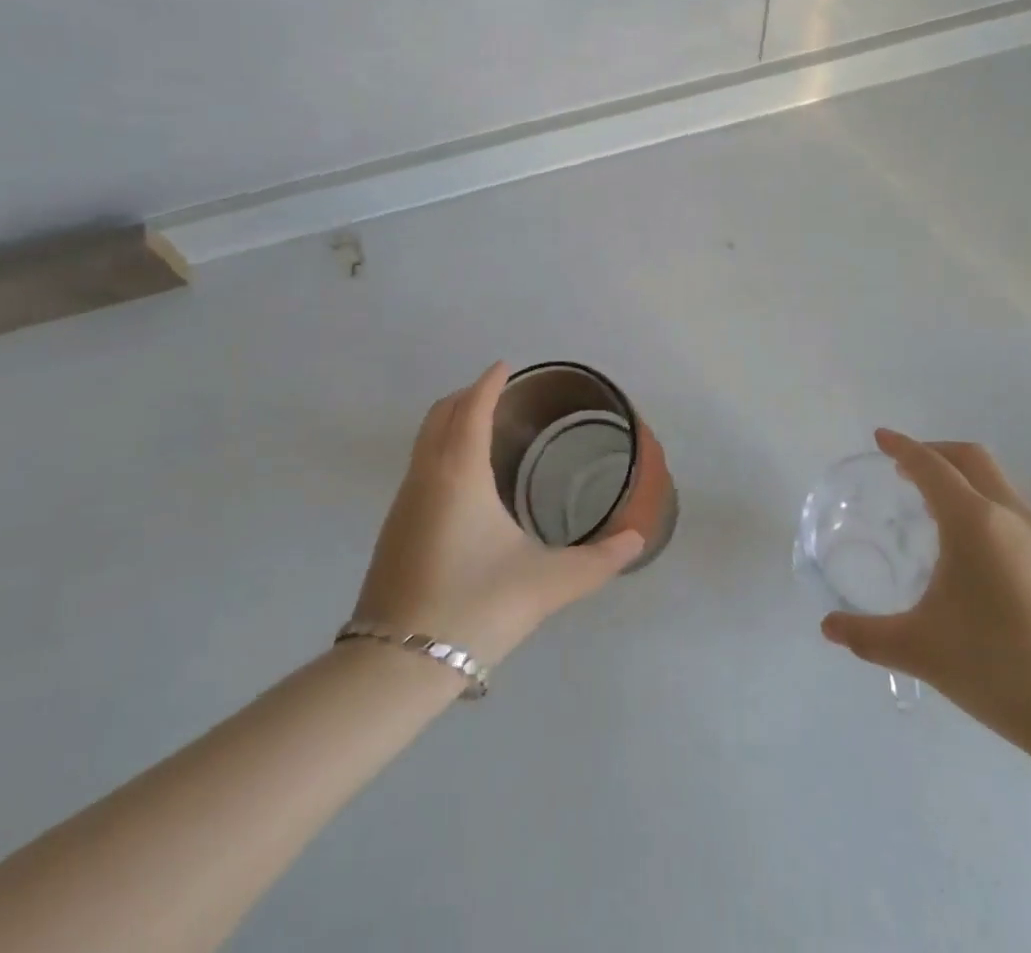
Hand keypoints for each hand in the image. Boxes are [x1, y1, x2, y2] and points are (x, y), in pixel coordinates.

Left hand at [353, 363, 642, 666]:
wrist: (397, 665)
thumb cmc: (476, 606)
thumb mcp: (547, 583)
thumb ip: (598, 561)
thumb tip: (637, 540)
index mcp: (459, 472)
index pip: (472, 406)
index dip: (489, 382)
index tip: (507, 366)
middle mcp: (425, 475)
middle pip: (440, 414)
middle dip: (468, 395)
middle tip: (501, 395)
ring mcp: (403, 502)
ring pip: (425, 441)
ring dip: (451, 422)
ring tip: (486, 432)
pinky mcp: (393, 529)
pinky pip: (419, 467)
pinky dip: (441, 451)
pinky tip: (464, 484)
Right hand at [821, 430, 1030, 759]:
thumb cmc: (1000, 669)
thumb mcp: (921, 650)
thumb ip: (868, 636)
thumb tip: (828, 629)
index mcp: (973, 523)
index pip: (931, 466)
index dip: (902, 447)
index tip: (881, 438)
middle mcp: (1011, 517)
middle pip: (972, 458)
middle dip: (936, 452)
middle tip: (905, 468)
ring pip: (1001, 483)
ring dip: (966, 478)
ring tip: (938, 507)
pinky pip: (1018, 512)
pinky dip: (989, 505)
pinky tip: (978, 550)